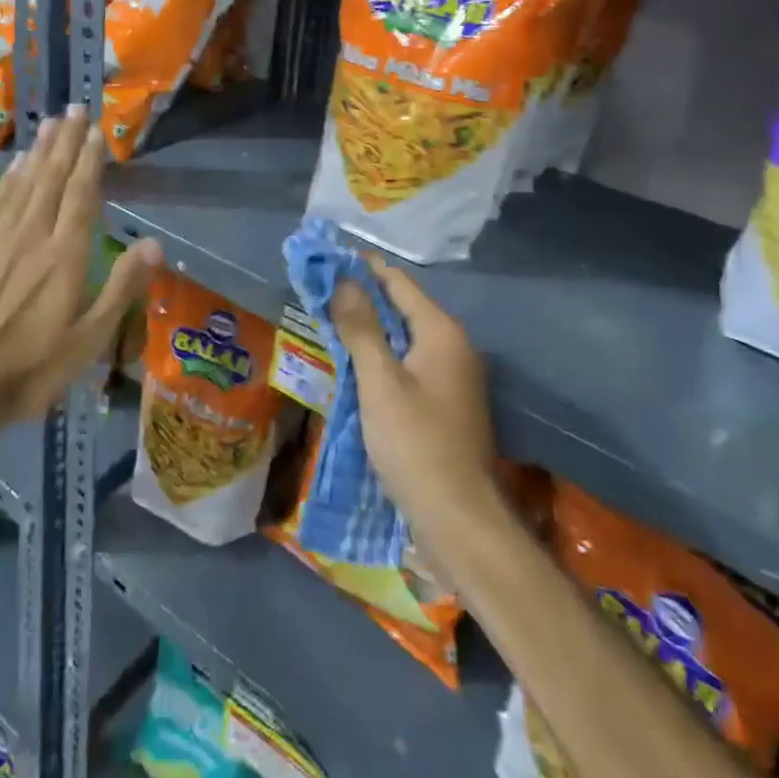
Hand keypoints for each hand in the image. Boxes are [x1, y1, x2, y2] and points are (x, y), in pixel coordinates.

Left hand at [0, 106, 159, 433]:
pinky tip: (14, 166)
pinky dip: (8, 179)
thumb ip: (122, 287)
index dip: (89, 159)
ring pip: (22, 184)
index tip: (95, 129)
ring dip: (38, 151)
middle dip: (65, 142)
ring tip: (49, 123)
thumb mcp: (90, 340)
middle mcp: (31, 237)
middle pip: (51, 178)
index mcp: (64, 255)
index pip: (80, 194)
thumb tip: (154, 244)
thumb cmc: (33, 370)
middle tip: (74, 109)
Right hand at [330, 254, 499, 534]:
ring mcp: (452, 377)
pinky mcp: (445, 404)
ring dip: (370, 329)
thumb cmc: (416, 443)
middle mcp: (453, 347)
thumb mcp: (380, 381)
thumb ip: (361, 328)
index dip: (364, 268)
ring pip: (404, 339)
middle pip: (402, 308)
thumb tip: (344, 280)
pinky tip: (354, 365)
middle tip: (320, 292)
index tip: (328, 258)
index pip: (399, 283)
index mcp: (442, 332)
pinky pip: (408, 365)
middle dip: (363, 298)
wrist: (458, 519)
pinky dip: (381, 357)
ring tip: (329, 322)